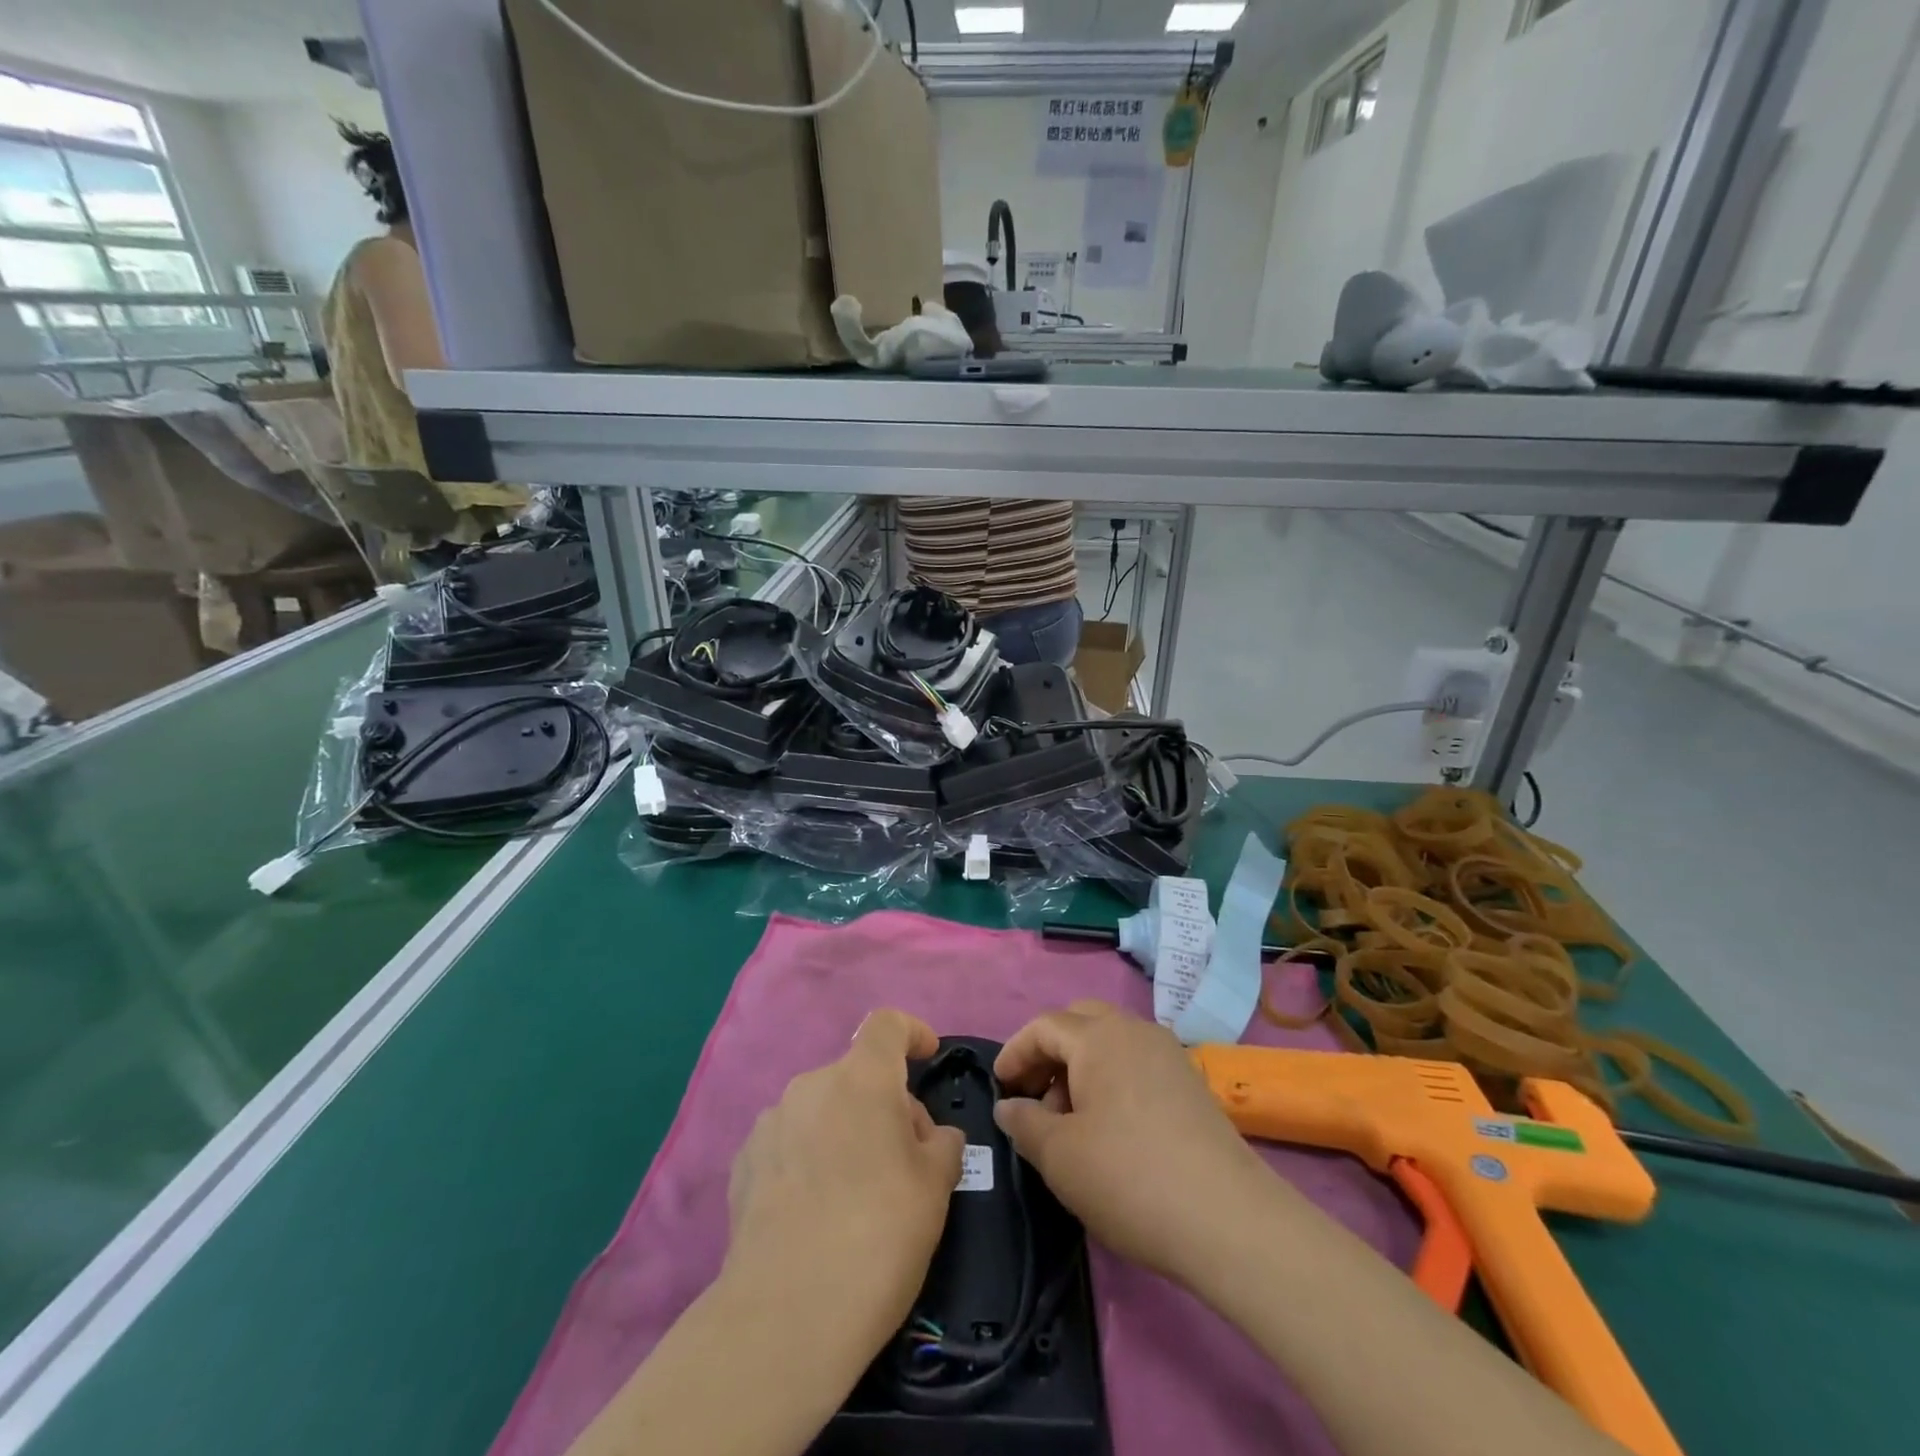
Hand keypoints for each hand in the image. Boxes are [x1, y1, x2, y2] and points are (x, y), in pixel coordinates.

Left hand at [724, 1010, 964, 1354]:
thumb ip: (942, 1143)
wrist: (786, 1315)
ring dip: (843, 1131)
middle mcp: (811, 1084)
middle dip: (883, 1104)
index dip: (912, 1032)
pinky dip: (808, 1158)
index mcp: (862, 1078)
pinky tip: (814, 1212)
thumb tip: (931, 1136)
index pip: (887, 1024)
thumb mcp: (936, 1186)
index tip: (927, 1057)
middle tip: (903, 1160)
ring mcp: (770, 1122)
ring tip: (854, 1193)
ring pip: (821, 1109)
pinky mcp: (742, 1163)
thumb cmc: (879, 1234)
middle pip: (857, 1076)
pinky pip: (789, 1142)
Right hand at [993, 1001, 1273, 1286]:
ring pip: (1111, 1043)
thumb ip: (1025, 1123)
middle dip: (1050, 1052)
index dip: (1015, 1052)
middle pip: (1081, 1022)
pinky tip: (1110, 1129)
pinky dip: (1112, 1081)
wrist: (1228, 1220)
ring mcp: (1169, 1055)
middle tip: (1034, 1095)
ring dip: (1081, 1068)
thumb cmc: (1129, 1177)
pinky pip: (1137, 1064)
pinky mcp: (1191, 1084)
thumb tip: (1009, 1106)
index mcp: (1099, 1036)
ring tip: (1070, 1121)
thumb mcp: (1059, 1156)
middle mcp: (1135, 1030)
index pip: (1044, 1026)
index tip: (1000, 1086)